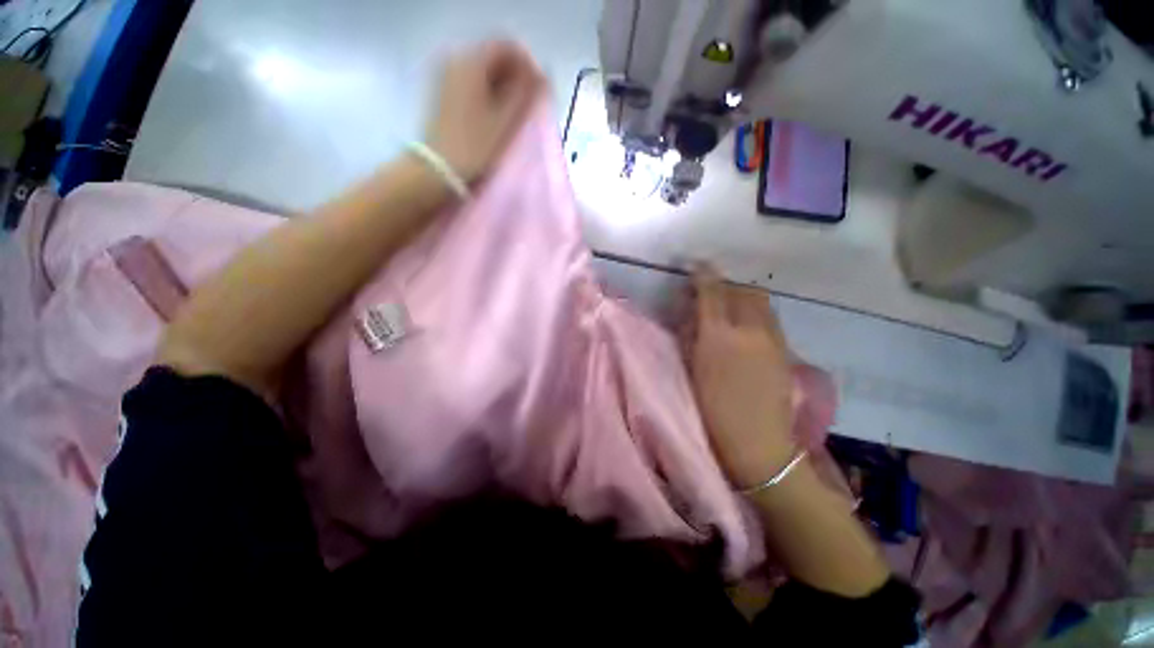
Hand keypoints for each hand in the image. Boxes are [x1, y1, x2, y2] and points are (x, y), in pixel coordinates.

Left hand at [425, 40, 543, 183]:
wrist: (439, 168)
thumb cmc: (475, 145)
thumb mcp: (505, 119)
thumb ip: (525, 92)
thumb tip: (542, 76)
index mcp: (471, 60)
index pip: (507, 46)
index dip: (528, 65)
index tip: (538, 90)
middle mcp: (455, 58)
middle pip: (494, 56)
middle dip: (515, 76)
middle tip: (528, 104)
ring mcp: (446, 74)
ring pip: (484, 70)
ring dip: (503, 86)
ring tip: (513, 113)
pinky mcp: (443, 91)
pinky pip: (472, 81)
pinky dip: (488, 92)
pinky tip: (495, 114)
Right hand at [686, 267, 797, 488]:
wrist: (758, 443)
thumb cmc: (713, 411)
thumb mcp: (692, 371)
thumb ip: (691, 337)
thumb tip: (692, 316)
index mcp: (720, 337)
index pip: (712, 292)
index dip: (703, 275)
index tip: (695, 266)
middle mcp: (750, 330)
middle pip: (743, 290)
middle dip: (726, 284)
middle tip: (711, 292)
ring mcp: (773, 339)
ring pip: (761, 302)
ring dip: (743, 297)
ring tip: (729, 309)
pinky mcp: (786, 351)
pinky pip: (770, 319)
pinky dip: (755, 314)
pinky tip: (745, 329)